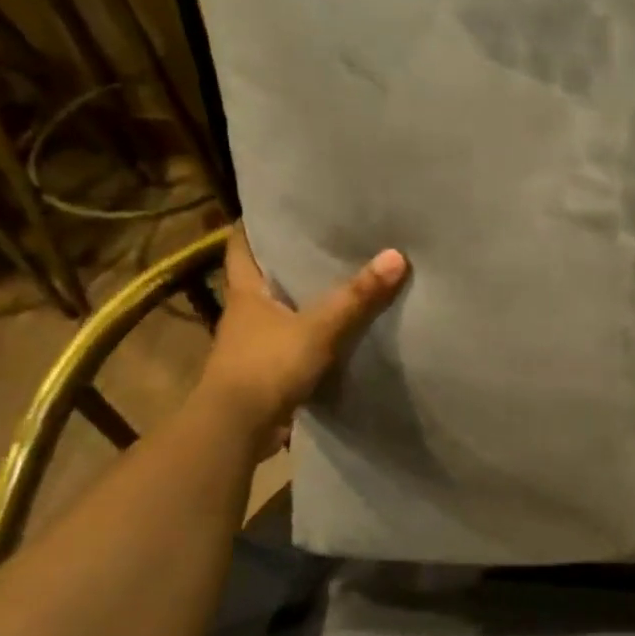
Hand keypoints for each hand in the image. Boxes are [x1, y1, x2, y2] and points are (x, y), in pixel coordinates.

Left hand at [199, 226, 407, 444]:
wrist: (237, 427)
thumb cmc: (267, 366)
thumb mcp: (319, 328)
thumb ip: (357, 296)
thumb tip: (397, 256)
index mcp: (246, 291)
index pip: (241, 245)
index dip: (255, 224)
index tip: (280, 207)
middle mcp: (246, 312)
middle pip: (264, 275)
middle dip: (290, 258)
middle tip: (326, 237)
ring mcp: (255, 343)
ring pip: (281, 309)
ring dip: (303, 297)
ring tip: (341, 277)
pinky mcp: (268, 370)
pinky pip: (293, 340)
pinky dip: (312, 332)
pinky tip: (339, 328)